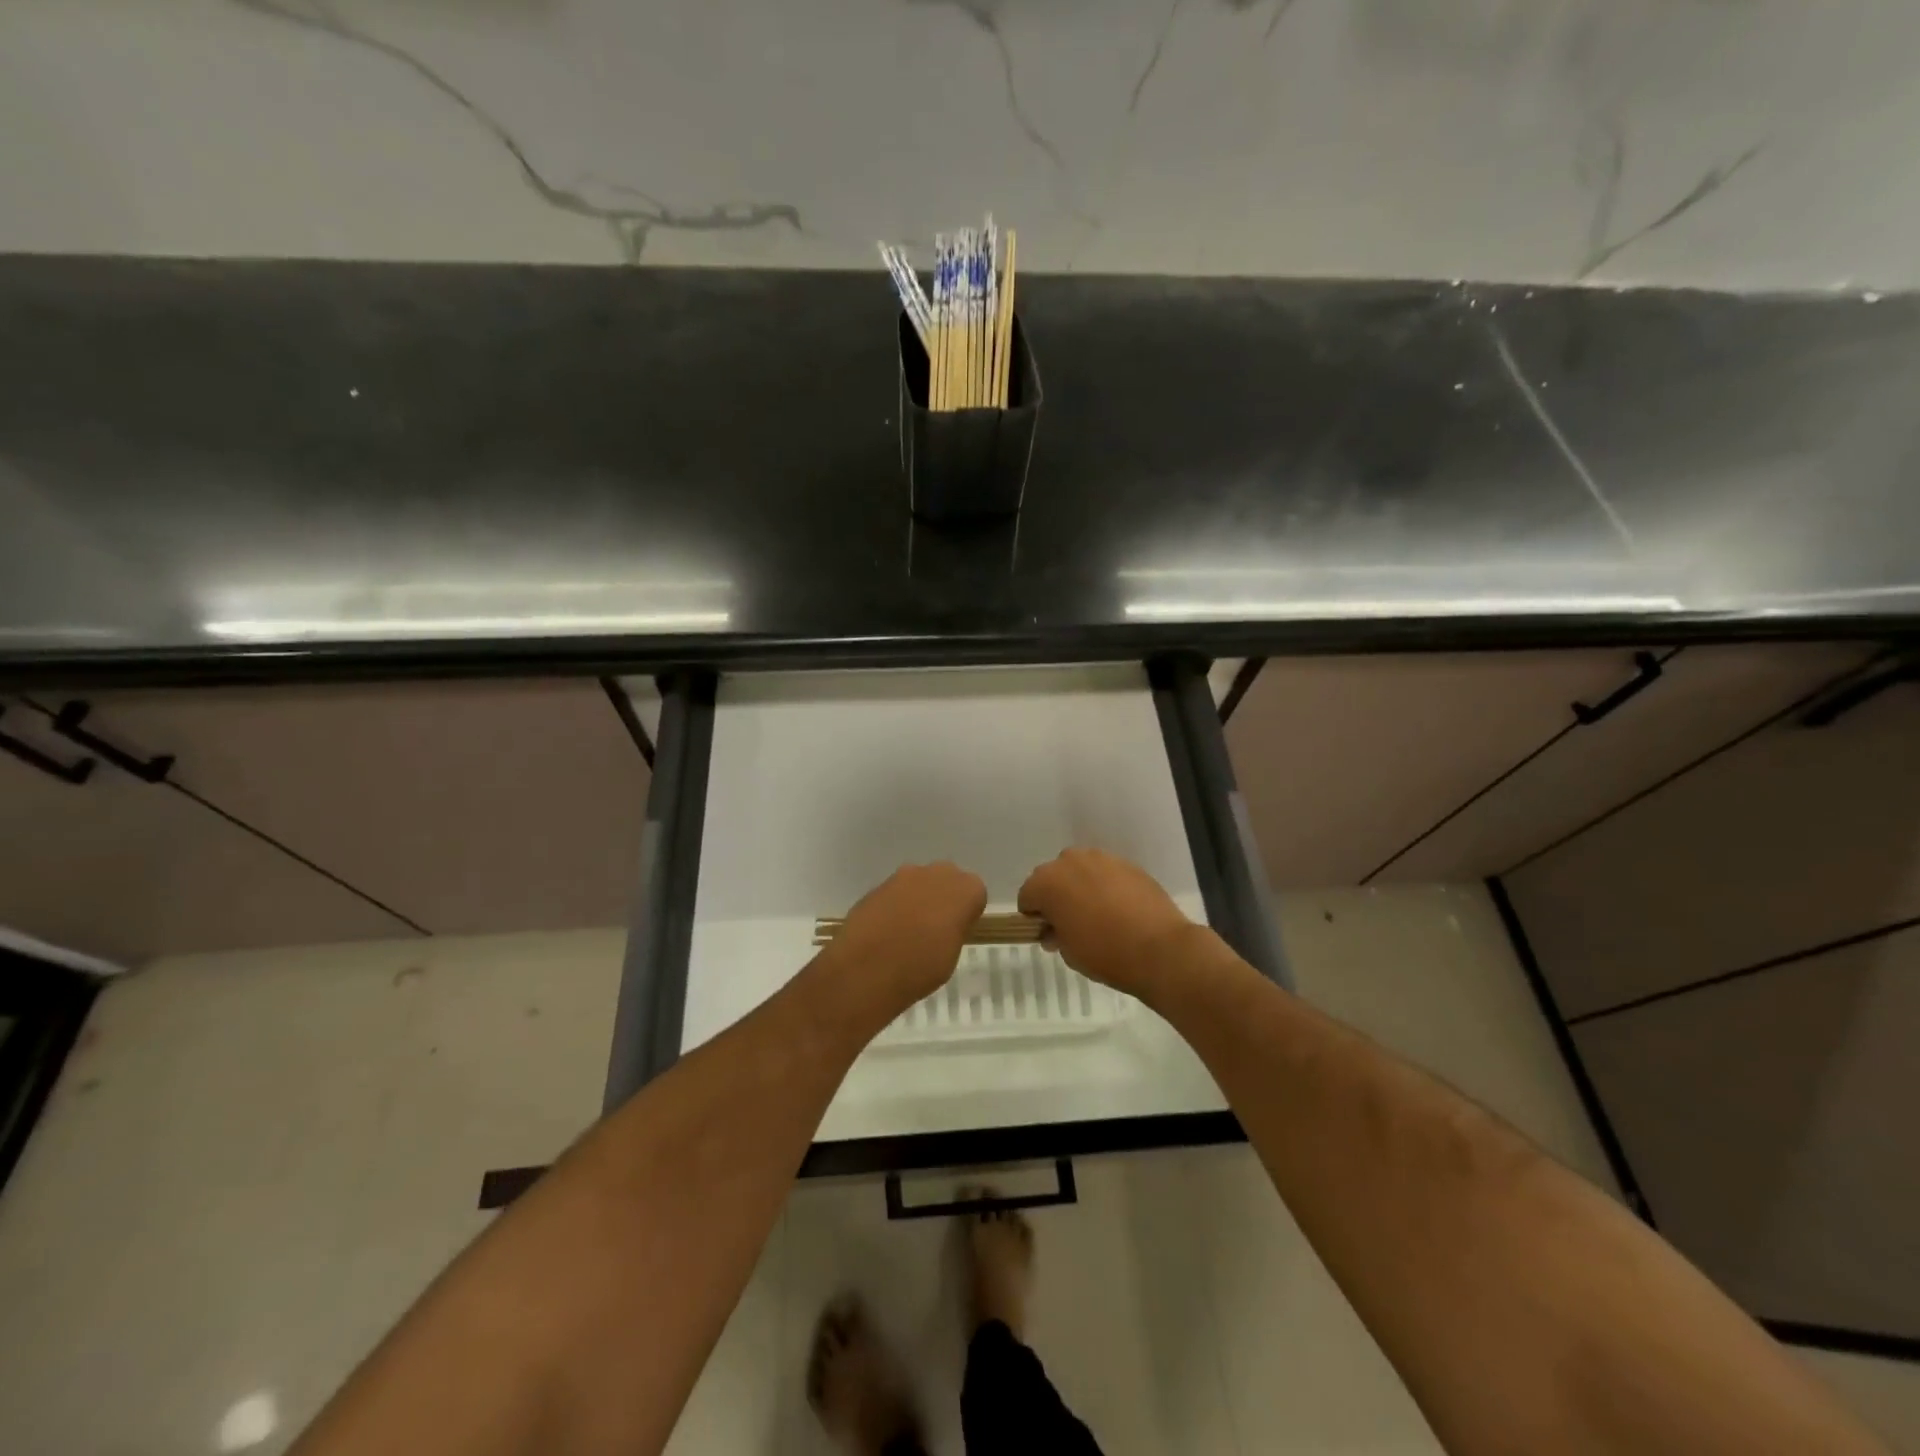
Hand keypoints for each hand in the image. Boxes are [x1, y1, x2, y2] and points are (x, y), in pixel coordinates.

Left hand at [825, 863, 987, 1016]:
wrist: (869, 968)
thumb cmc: (922, 967)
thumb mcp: (952, 954)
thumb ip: (953, 929)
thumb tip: (944, 924)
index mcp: (965, 889)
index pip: (974, 894)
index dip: (965, 913)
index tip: (957, 932)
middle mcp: (936, 873)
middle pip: (945, 881)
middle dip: (942, 899)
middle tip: (934, 930)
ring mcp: (903, 876)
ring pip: (917, 884)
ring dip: (916, 900)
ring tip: (906, 934)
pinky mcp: (877, 886)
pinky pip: (894, 894)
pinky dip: (893, 907)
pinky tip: (885, 933)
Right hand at [1018, 848, 1194, 998]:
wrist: (1160, 949)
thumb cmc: (1105, 953)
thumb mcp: (1068, 952)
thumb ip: (1055, 934)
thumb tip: (1055, 929)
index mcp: (1048, 882)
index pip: (1027, 895)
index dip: (1034, 916)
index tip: (1047, 933)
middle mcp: (1071, 861)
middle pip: (1053, 876)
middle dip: (1056, 896)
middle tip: (1071, 923)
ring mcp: (1102, 859)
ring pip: (1080, 870)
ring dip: (1080, 886)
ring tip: (1097, 914)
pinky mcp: (1128, 863)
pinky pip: (1106, 873)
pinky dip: (1105, 886)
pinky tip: (1119, 909)